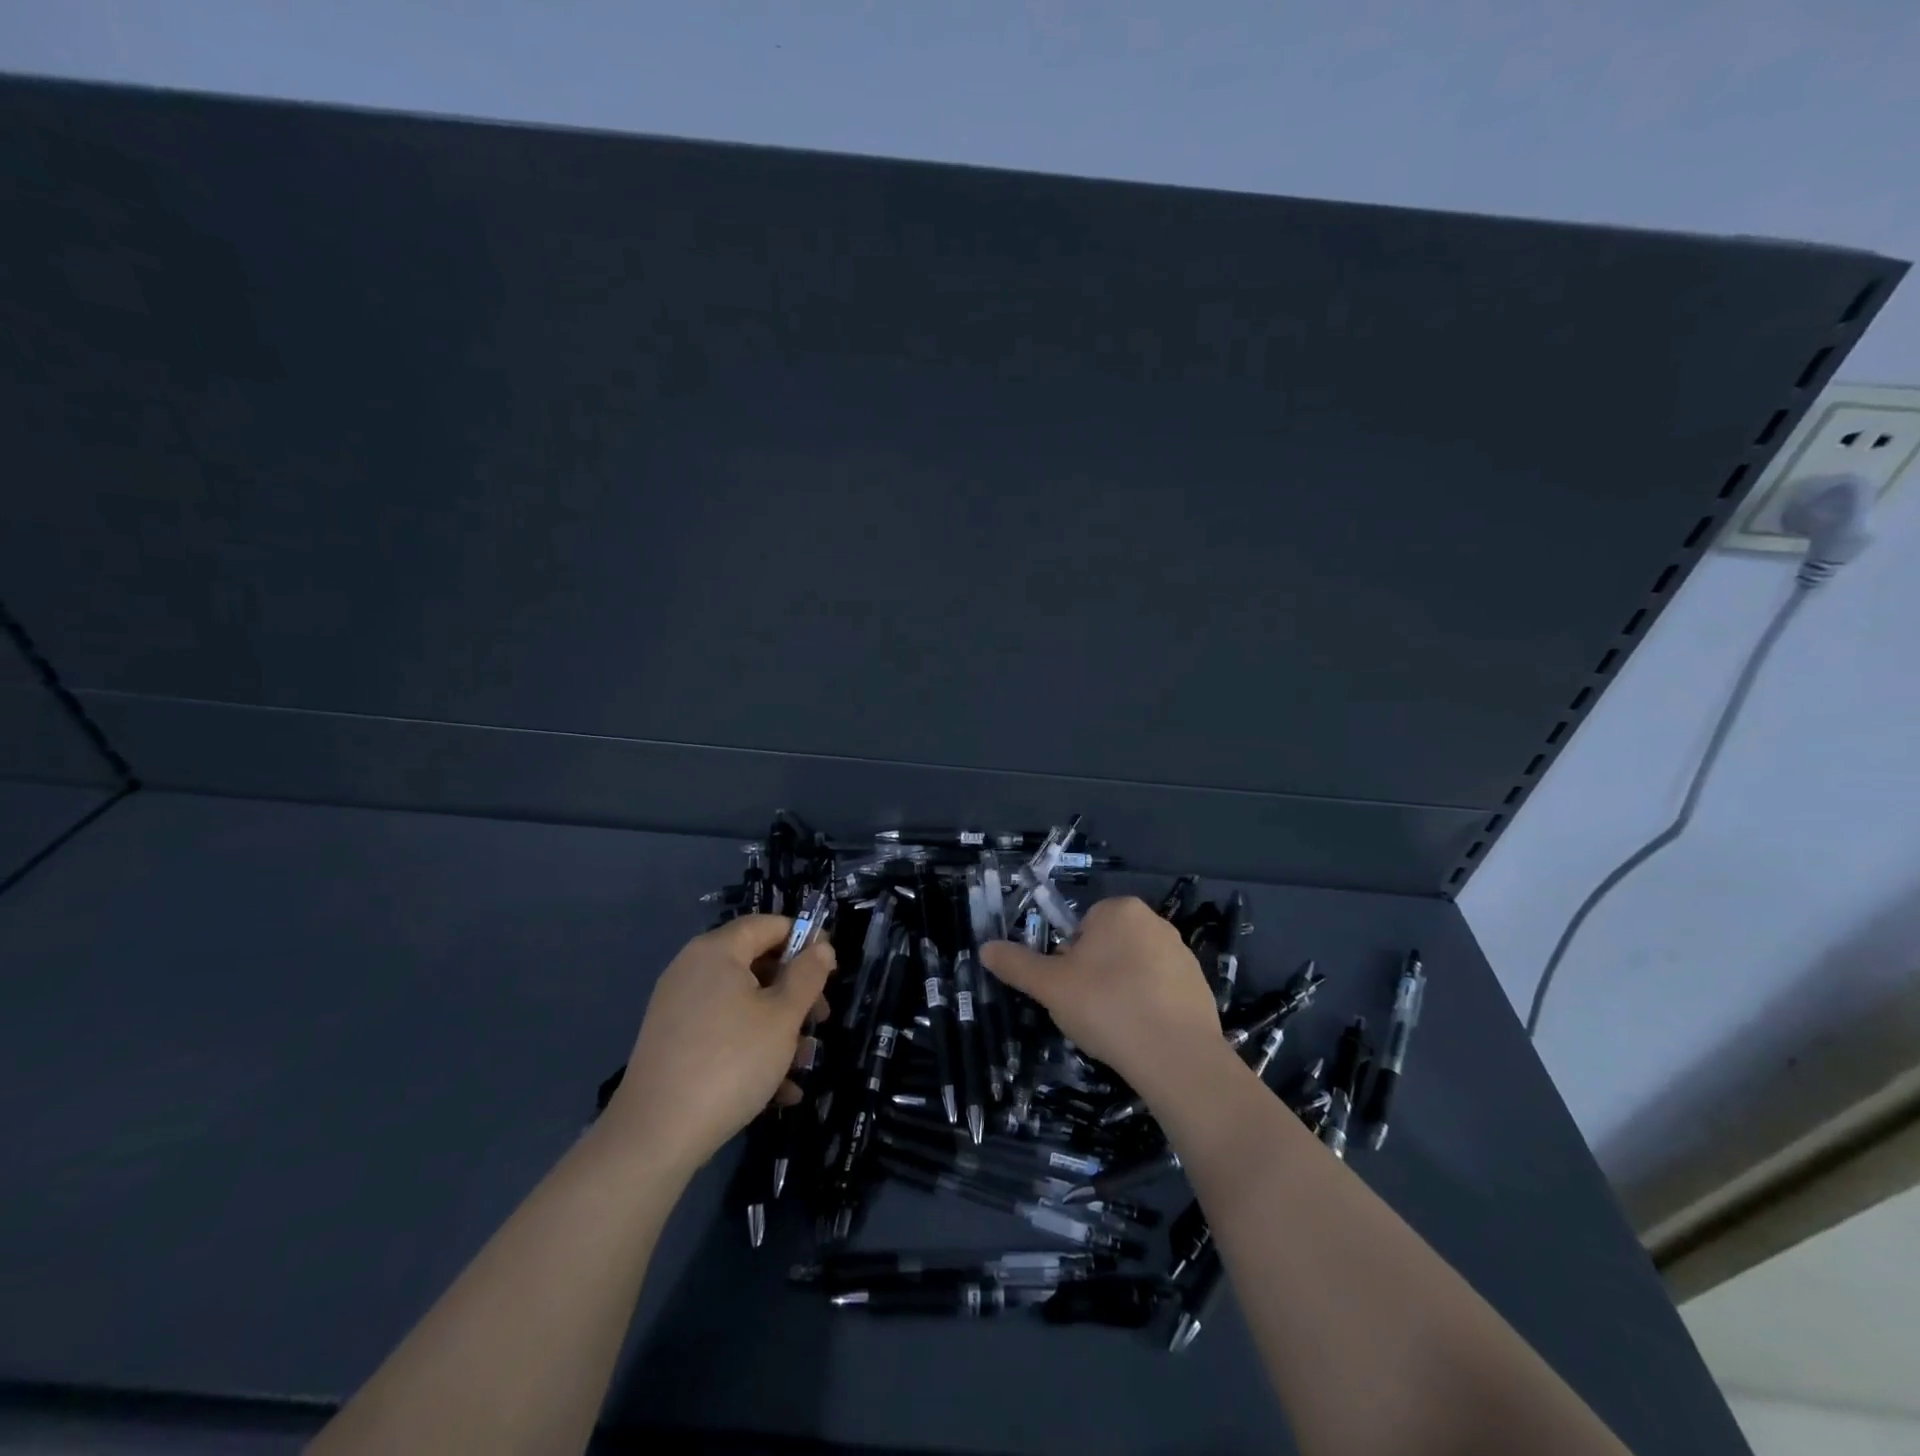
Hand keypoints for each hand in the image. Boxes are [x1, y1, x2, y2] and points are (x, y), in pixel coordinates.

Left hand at [602, 915, 835, 1176]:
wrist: (655, 1136)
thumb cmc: (731, 1061)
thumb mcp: (783, 1016)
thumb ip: (808, 975)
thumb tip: (822, 946)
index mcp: (717, 951)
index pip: (768, 925)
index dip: (804, 939)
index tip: (831, 969)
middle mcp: (693, 970)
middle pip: (756, 965)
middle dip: (794, 993)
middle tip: (821, 1020)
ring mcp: (679, 1008)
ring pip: (742, 1004)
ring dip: (778, 1028)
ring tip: (803, 1064)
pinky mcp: (672, 1043)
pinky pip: (721, 1032)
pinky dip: (750, 1050)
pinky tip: (778, 1090)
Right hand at [980, 897, 1221, 1102]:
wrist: (1177, 1057)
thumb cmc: (1107, 1007)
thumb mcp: (1049, 986)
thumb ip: (1017, 964)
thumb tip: (985, 948)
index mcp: (1119, 910)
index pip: (1080, 927)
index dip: (1069, 959)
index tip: (1069, 989)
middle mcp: (1155, 922)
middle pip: (1107, 946)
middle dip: (1094, 974)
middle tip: (1087, 1009)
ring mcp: (1182, 954)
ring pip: (1133, 970)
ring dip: (1121, 991)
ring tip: (1115, 1027)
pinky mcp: (1200, 986)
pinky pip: (1160, 992)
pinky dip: (1148, 1008)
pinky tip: (1141, 1036)